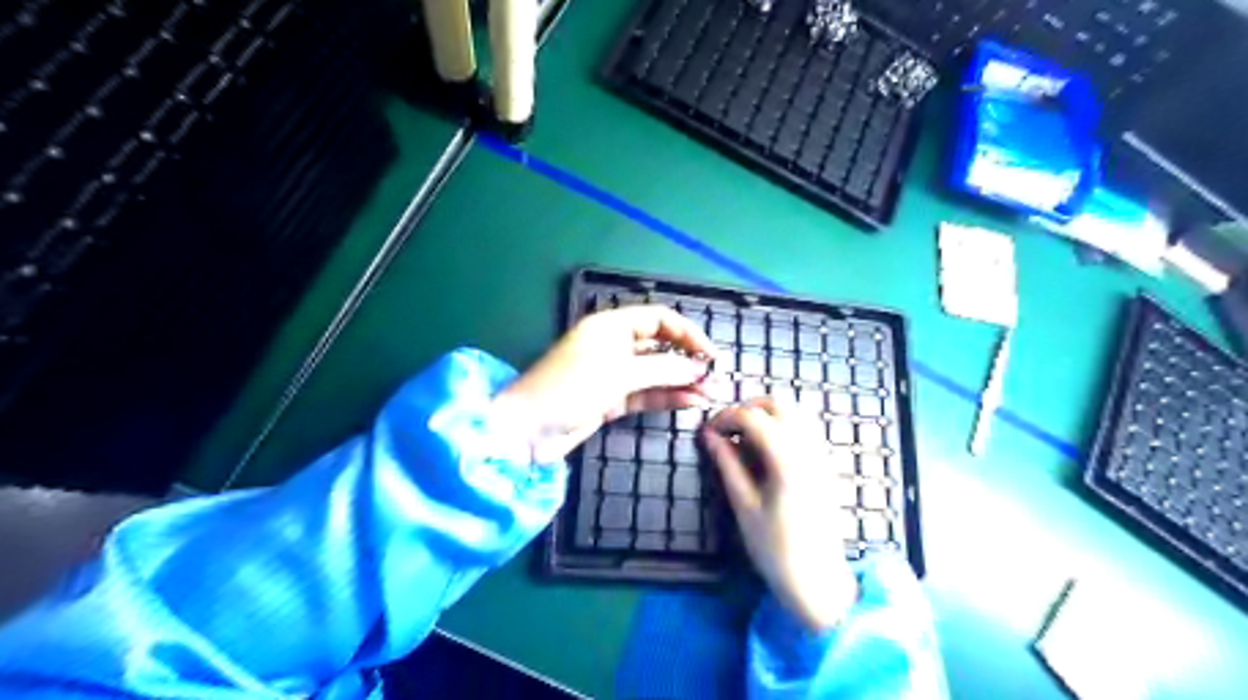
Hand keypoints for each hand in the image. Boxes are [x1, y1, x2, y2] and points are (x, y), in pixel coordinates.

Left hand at [496, 305, 716, 464]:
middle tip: (716, 378)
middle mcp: (614, 345)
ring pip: (656, 373)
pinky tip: (691, 402)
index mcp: (611, 325)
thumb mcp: (619, 373)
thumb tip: (699, 369)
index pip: (659, 319)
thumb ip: (662, 369)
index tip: (711, 354)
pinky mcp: (611, 399)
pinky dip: (667, 397)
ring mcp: (613, 374)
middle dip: (689, 360)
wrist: (528, 430)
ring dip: (683, 382)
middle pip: (660, 345)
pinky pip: (646, 394)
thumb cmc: (570, 388)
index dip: (688, 333)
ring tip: (712, 394)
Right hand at [701, 399, 858, 633]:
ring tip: (744, 438)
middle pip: (778, 404)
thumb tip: (708, 435)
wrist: (818, 580)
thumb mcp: (744, 505)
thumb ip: (727, 464)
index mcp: (786, 459)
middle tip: (726, 430)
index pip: (752, 416)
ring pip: (795, 412)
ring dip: (767, 415)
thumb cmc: (775, 548)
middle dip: (748, 408)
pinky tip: (766, 450)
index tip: (707, 432)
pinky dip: (783, 426)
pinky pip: (805, 429)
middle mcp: (809, 449)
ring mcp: (821, 456)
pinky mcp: (826, 465)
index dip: (725, 417)